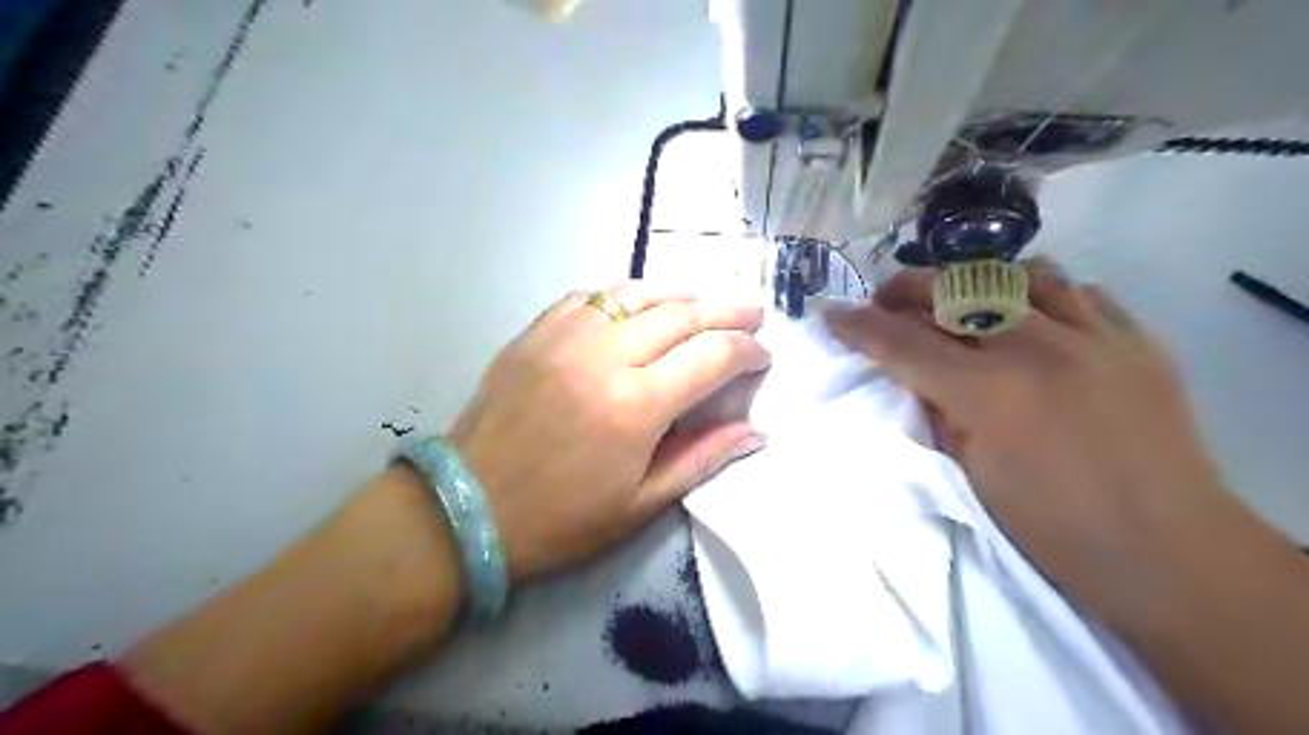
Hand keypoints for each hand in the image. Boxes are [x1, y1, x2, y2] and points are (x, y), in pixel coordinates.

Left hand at [444, 283, 769, 579]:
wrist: (469, 507)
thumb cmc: (561, 519)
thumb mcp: (641, 504)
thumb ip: (702, 458)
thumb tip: (755, 432)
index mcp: (636, 405)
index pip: (712, 356)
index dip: (746, 351)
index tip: (763, 357)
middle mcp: (605, 356)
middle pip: (682, 314)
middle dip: (727, 312)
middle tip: (753, 314)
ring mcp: (565, 337)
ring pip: (637, 294)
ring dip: (679, 296)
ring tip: (703, 306)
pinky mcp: (535, 332)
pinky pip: (590, 297)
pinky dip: (625, 297)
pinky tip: (637, 309)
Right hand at [827, 263, 1239, 616]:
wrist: (1167, 551)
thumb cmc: (1053, 528)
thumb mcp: (970, 473)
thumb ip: (937, 411)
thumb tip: (917, 375)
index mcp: (988, 393)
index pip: (903, 343)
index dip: (858, 326)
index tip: (830, 312)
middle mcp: (1038, 348)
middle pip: (955, 290)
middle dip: (906, 289)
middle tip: (884, 301)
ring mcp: (1094, 337)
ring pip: (1019, 274)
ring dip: (975, 282)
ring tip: (960, 302)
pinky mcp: (1136, 340)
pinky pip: (1080, 291)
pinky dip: (1041, 295)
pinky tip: (1030, 318)